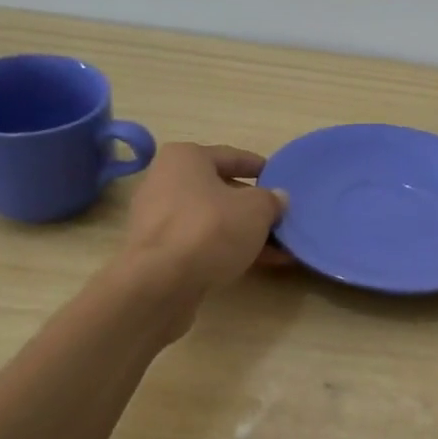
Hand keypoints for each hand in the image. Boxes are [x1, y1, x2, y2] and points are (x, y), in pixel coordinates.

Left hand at [119, 143, 287, 307]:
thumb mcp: (256, 209)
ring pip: (212, 219)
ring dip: (243, 232)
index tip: (280, 179)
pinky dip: (225, 249)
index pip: (231, 156)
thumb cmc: (210, 229)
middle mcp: (165, 181)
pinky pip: (200, 242)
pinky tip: (254, 262)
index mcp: (185, 157)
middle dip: (252, 207)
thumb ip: (271, 200)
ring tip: (276, 248)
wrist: (161, 282)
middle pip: (220, 190)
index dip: (260, 168)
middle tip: (280, 218)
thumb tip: (277, 198)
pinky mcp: (157, 250)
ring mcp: (157, 218)